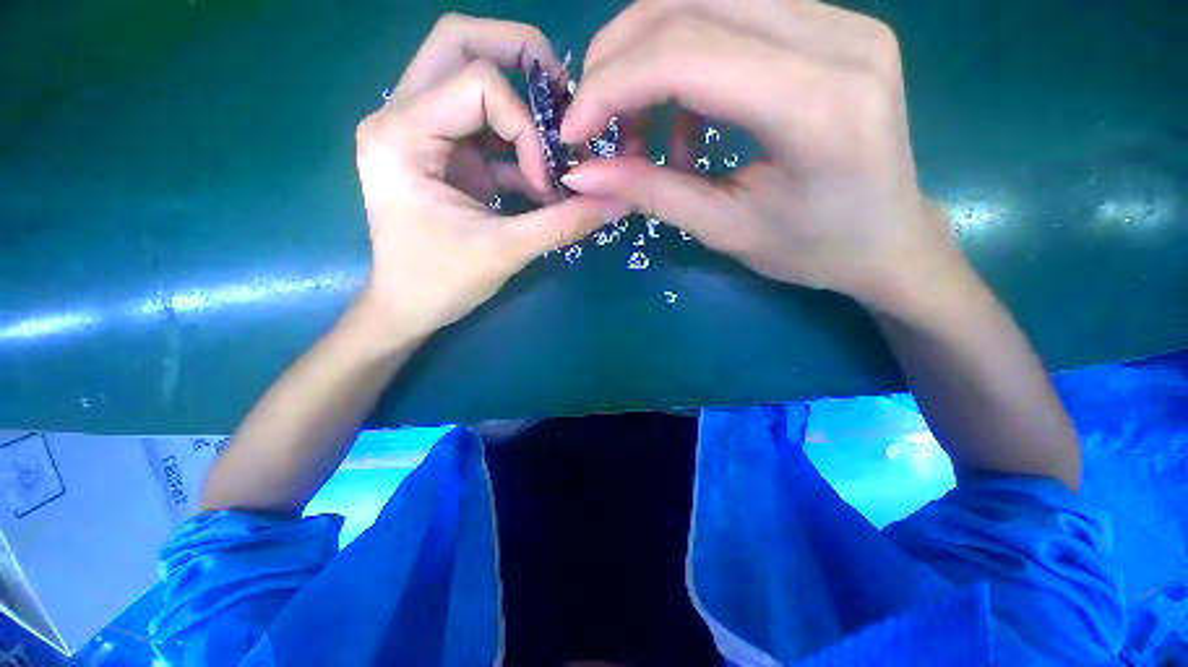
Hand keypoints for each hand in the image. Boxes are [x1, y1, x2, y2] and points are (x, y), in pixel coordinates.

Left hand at [353, 14, 607, 345]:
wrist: (408, 308)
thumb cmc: (441, 283)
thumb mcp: (505, 252)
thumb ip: (563, 223)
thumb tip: (617, 202)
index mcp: (402, 136)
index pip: (477, 82)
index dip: (525, 126)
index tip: (545, 182)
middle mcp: (400, 117)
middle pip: (459, 44)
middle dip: (519, 55)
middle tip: (560, 93)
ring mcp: (418, 132)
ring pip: (470, 76)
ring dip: (522, 107)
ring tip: (556, 147)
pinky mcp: (439, 153)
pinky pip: (482, 126)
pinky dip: (518, 147)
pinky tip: (540, 182)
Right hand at [559, 0, 963, 316]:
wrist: (891, 238)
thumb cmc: (815, 250)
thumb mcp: (726, 230)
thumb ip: (652, 193)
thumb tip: (581, 176)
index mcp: (816, 105)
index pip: (685, 55)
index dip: (611, 86)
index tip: (573, 131)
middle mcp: (837, 37)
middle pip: (690, 3)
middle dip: (619, 60)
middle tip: (594, 120)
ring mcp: (841, 19)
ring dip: (648, 57)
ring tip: (639, 129)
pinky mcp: (833, 23)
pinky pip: (734, 14)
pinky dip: (686, 59)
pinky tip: (688, 117)